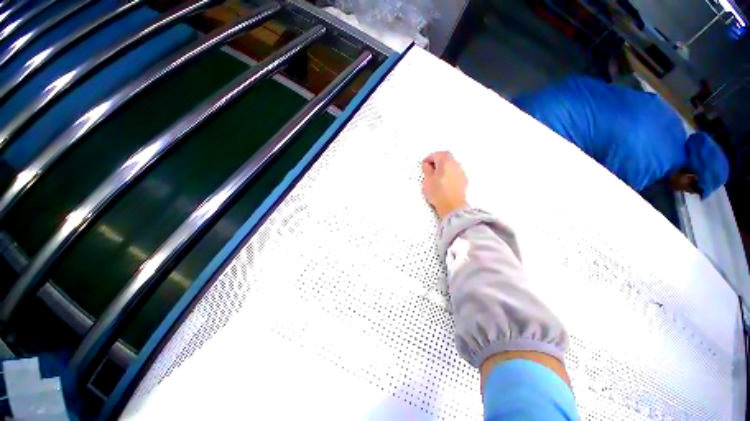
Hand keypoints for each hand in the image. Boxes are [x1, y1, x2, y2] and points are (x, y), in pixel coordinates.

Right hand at [421, 151, 467, 217]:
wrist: (453, 206)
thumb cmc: (439, 193)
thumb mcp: (427, 181)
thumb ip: (427, 170)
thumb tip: (427, 165)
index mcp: (446, 161)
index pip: (437, 154)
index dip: (429, 158)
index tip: (424, 164)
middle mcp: (455, 164)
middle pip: (446, 157)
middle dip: (437, 161)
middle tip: (429, 169)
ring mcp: (461, 172)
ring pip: (451, 165)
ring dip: (443, 168)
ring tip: (436, 177)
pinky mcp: (463, 181)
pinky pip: (455, 173)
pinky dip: (449, 174)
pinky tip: (443, 182)